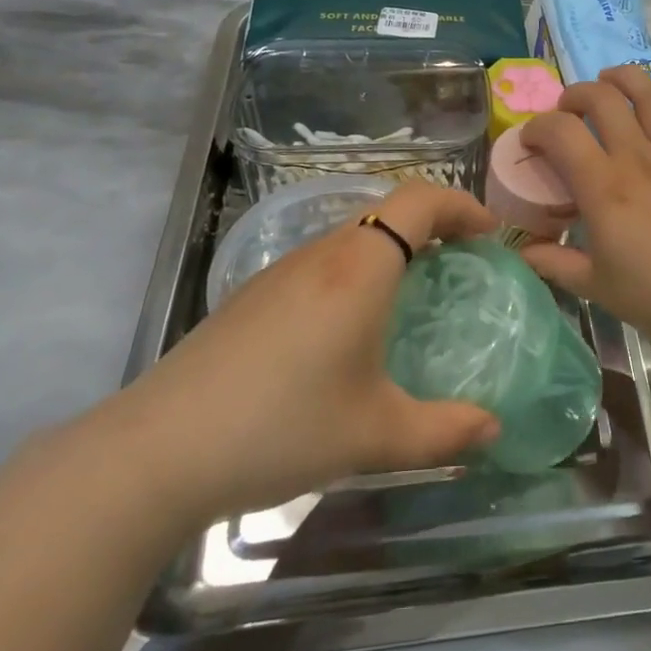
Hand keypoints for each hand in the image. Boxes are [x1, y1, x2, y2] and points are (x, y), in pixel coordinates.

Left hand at [98, 181, 501, 524]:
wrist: (158, 450)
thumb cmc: (282, 427)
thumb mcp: (375, 436)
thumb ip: (444, 432)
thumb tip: (492, 428)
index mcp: (361, 267)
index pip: (420, 200)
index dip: (461, 205)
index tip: (490, 234)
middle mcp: (322, 254)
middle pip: (387, 211)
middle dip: (433, 226)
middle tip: (460, 264)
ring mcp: (280, 272)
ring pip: (351, 236)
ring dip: (391, 249)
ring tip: (411, 295)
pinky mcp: (252, 296)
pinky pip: (321, 262)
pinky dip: (355, 271)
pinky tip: (346, 329)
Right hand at [519, 67, 650, 364]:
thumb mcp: (595, 287)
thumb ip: (553, 263)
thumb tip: (522, 251)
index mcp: (603, 187)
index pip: (560, 131)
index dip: (537, 127)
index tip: (531, 140)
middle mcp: (637, 157)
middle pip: (601, 98)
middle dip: (576, 95)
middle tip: (570, 111)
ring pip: (648, 91)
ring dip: (623, 77)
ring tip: (609, 81)